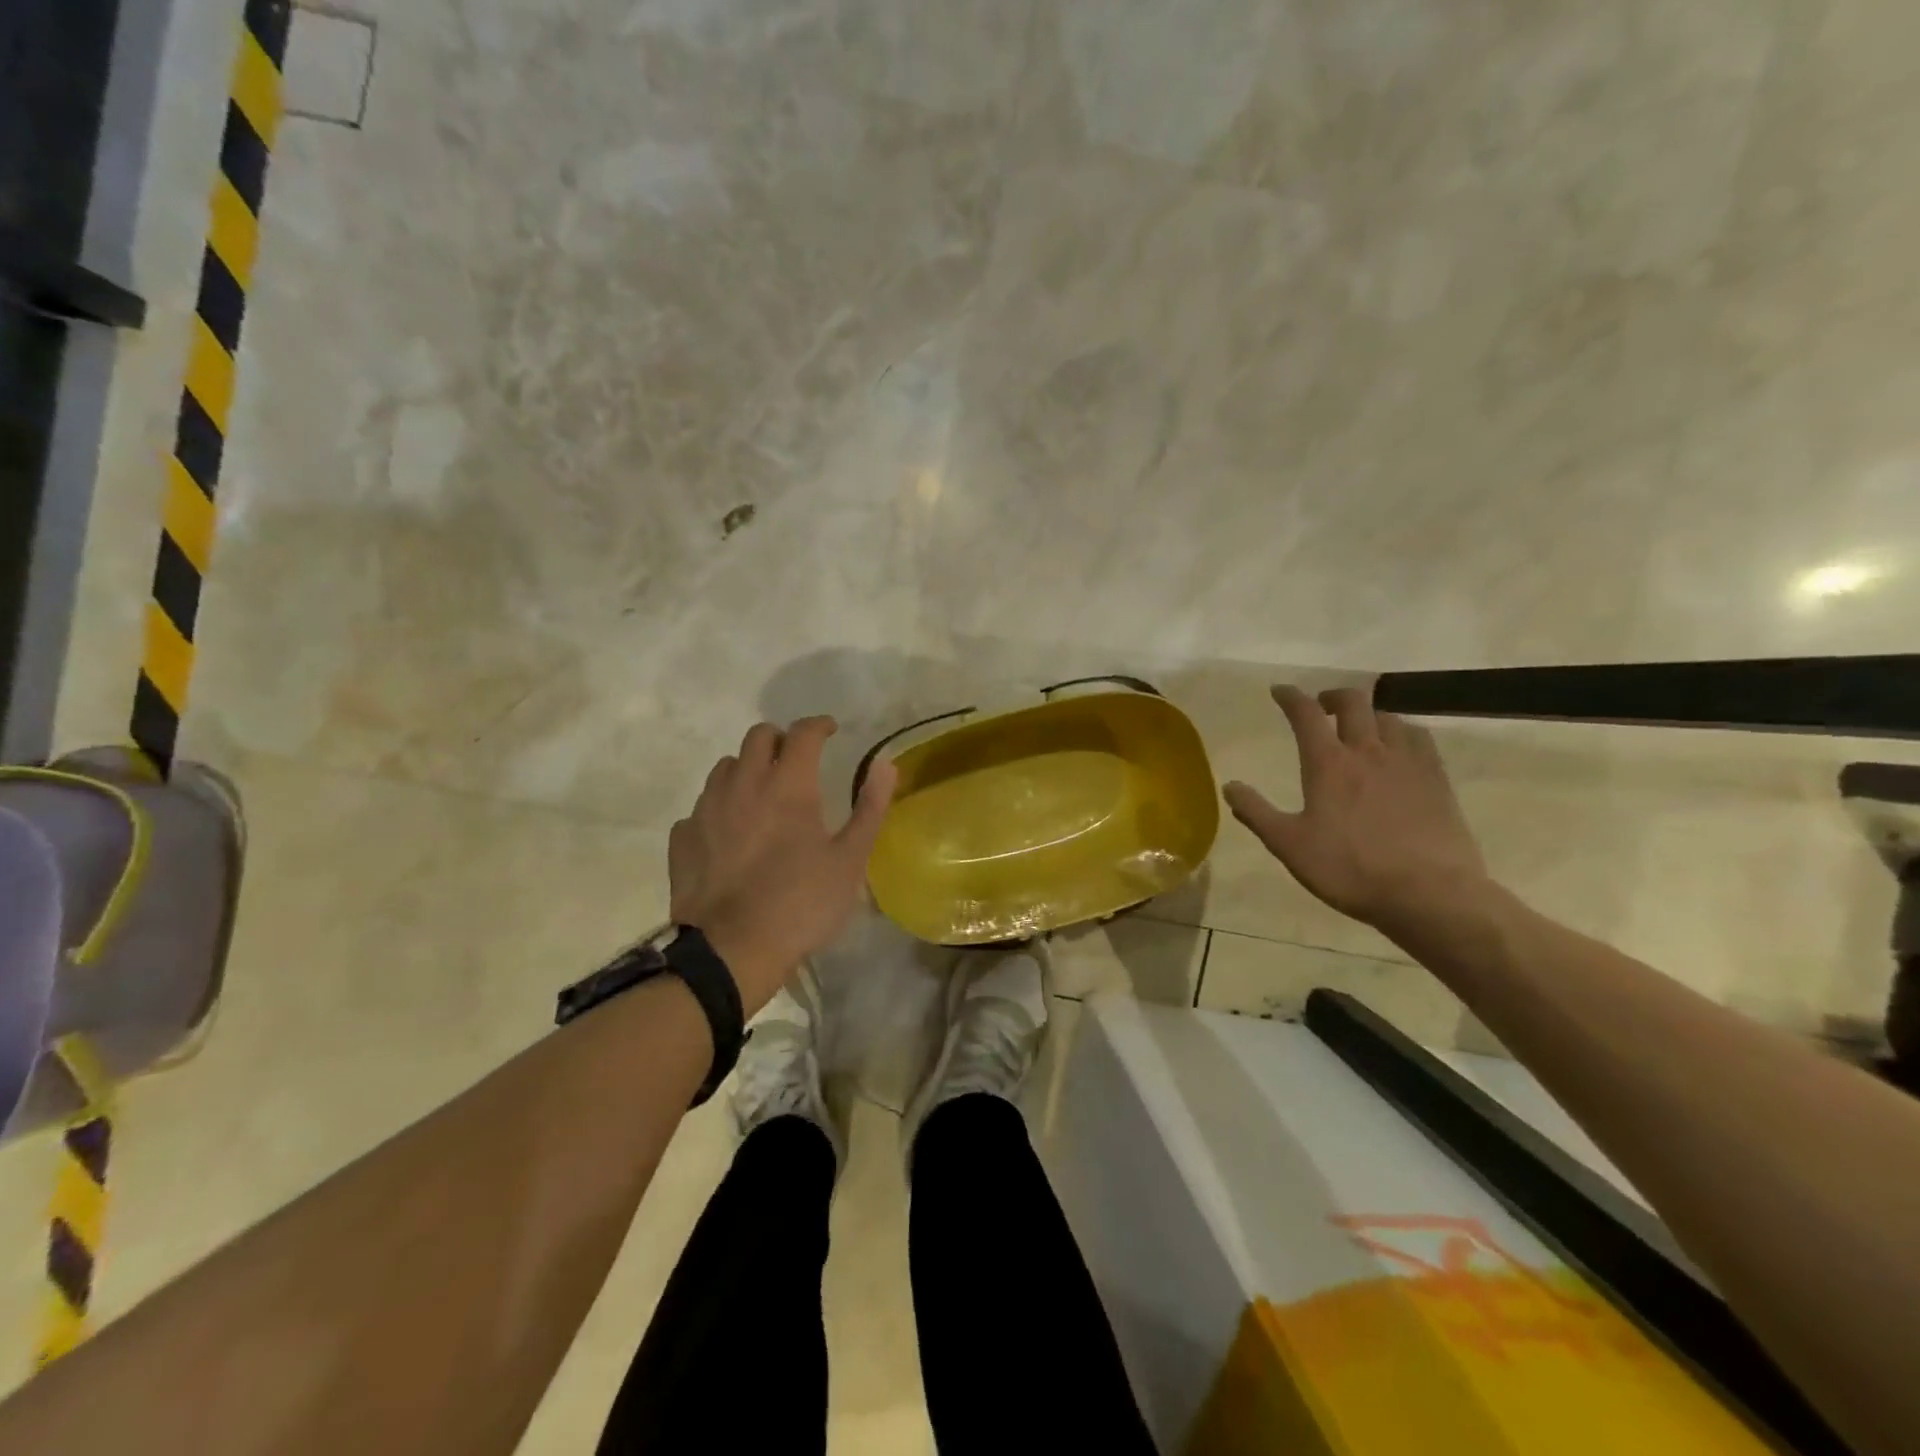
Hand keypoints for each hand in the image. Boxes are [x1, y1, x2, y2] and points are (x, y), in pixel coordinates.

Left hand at [670, 717, 897, 1016]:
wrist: (731, 951)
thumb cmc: (801, 903)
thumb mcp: (849, 860)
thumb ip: (870, 807)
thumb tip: (886, 764)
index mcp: (788, 785)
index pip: (803, 733)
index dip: (819, 725)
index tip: (831, 730)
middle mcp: (743, 784)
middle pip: (758, 737)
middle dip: (781, 739)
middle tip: (797, 760)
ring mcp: (707, 809)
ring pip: (726, 767)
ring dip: (748, 769)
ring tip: (762, 794)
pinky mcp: (683, 837)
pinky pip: (702, 806)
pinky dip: (720, 807)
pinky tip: (730, 832)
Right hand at [1222, 685, 1488, 931]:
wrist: (1430, 893)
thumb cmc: (1350, 869)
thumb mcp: (1289, 845)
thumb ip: (1256, 813)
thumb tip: (1229, 786)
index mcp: (1328, 764)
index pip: (1306, 714)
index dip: (1290, 697)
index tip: (1279, 691)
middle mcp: (1368, 751)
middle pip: (1353, 703)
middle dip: (1332, 696)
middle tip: (1322, 707)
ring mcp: (1407, 762)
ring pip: (1388, 716)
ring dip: (1369, 714)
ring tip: (1361, 729)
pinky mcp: (1437, 778)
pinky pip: (1419, 738)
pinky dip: (1401, 731)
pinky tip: (1399, 748)